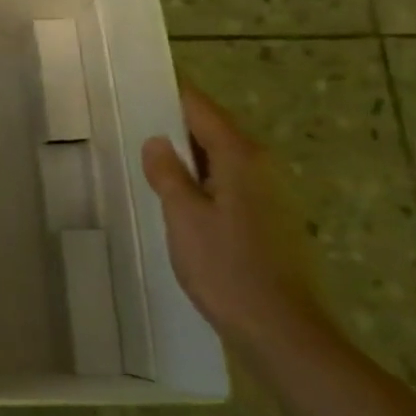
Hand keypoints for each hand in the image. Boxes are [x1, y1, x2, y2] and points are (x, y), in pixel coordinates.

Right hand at [141, 82, 333, 362]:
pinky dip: (202, 181)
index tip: (140, 84)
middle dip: (176, 126)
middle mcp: (262, 167)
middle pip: (213, 131)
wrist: (283, 331)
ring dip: (188, 157)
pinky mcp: (270, 221)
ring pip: (221, 160)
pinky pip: (229, 184)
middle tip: (132, 122)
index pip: (201, 108)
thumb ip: (168, 174)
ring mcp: (271, 196)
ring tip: (147, 159)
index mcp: (241, 157)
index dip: (171, 94)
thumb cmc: (227, 268)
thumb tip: (157, 142)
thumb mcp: (183, 217)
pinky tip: (177, 199)